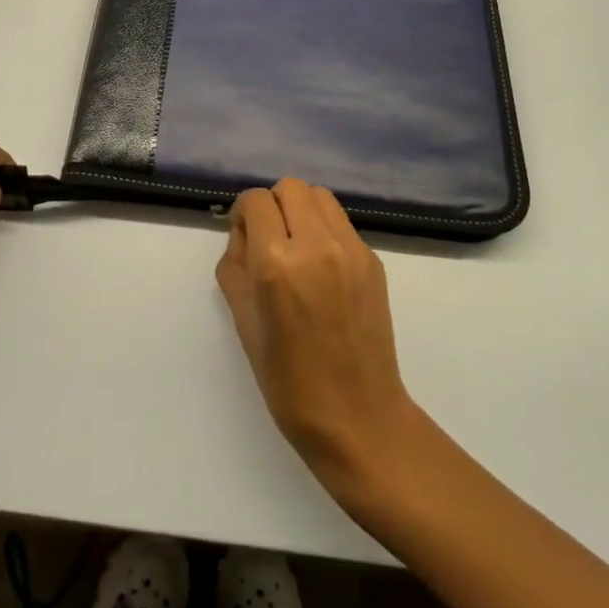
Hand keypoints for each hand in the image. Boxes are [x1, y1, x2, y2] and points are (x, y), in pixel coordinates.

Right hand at [216, 179, 419, 486]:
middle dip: (272, 206)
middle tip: (269, 240)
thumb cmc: (290, 383)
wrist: (359, 419)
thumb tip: (243, 236)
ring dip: (301, 210)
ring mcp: (350, 249)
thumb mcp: (244, 324)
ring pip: (319, 196)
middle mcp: (316, 244)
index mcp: (277, 263)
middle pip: (289, 188)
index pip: (256, 201)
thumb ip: (236, 267)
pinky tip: (322, 269)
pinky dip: (324, 230)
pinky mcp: (373, 259)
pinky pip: (340, 223)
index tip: (243, 239)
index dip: (243, 215)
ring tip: (297, 247)